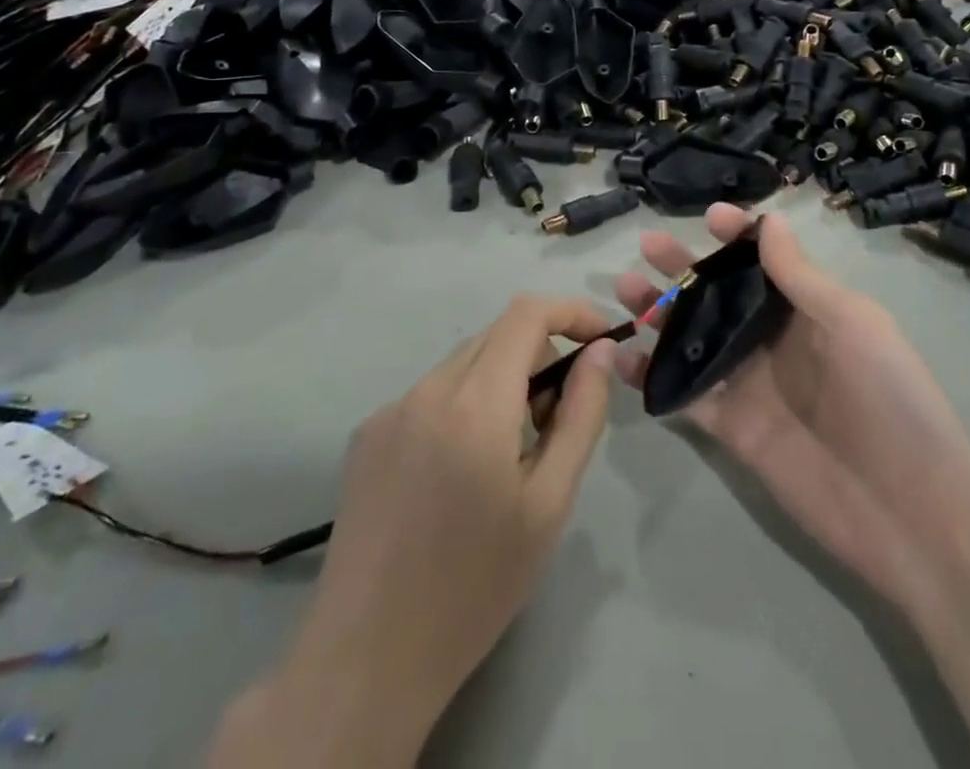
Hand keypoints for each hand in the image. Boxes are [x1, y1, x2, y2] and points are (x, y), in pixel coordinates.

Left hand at [265, 297, 615, 758]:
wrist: (369, 658)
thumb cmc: (476, 585)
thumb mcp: (550, 503)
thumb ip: (581, 414)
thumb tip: (600, 351)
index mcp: (475, 402)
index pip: (527, 313)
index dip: (571, 312)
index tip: (601, 339)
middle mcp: (427, 388)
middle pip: (497, 334)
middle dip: (541, 354)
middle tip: (559, 417)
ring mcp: (390, 409)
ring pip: (464, 362)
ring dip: (502, 381)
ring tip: (511, 452)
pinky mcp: (368, 433)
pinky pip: (431, 393)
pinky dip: (464, 404)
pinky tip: (461, 470)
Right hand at [614, 206, 969, 619]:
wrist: (910, 514)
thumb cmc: (889, 400)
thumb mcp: (851, 324)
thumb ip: (800, 276)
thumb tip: (769, 220)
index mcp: (807, 310)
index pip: (764, 260)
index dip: (737, 234)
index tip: (709, 216)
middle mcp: (773, 341)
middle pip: (718, 294)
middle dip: (683, 268)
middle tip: (646, 247)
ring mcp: (750, 385)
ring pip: (694, 338)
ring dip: (660, 314)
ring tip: (626, 292)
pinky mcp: (732, 429)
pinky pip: (685, 394)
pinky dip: (653, 376)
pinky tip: (623, 359)